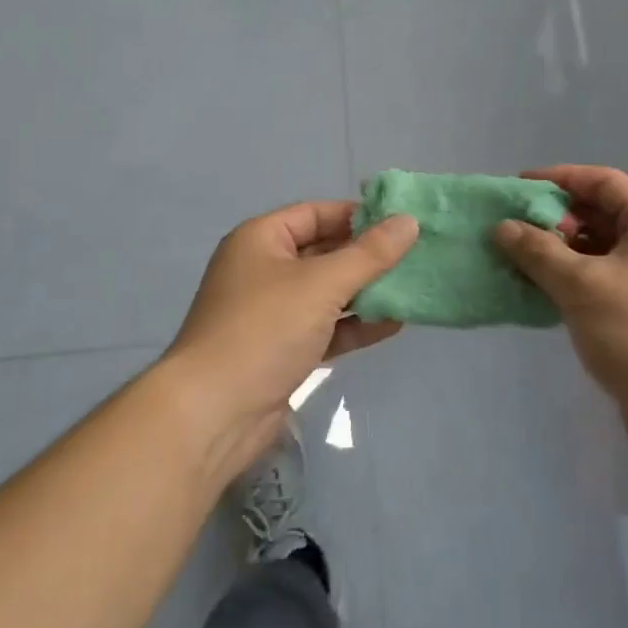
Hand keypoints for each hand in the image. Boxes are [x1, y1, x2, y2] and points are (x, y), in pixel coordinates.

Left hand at [164, 201, 417, 477]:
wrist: (213, 414)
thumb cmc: (264, 330)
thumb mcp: (322, 284)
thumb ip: (369, 254)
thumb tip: (408, 221)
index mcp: (260, 239)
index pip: (315, 213)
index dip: (357, 215)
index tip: (400, 222)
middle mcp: (263, 270)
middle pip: (323, 252)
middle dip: (366, 256)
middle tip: (414, 255)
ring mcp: (270, 314)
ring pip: (326, 293)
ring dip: (365, 292)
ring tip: (411, 288)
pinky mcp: (280, 352)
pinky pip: (324, 328)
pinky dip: (354, 326)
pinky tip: (393, 325)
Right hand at [494, 165, 627, 469]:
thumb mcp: (581, 285)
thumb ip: (538, 251)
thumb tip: (502, 227)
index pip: (602, 181)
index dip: (558, 179)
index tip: (518, 187)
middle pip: (601, 215)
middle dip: (555, 219)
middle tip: (513, 228)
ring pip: (600, 252)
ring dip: (560, 253)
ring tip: (518, 261)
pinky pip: (604, 282)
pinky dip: (573, 281)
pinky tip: (541, 293)